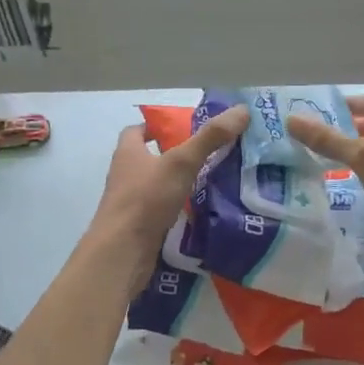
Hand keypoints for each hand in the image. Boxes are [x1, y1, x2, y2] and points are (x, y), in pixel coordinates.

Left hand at [90, 106, 249, 276]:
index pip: (136, 131)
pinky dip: (179, 209)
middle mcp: (125, 175)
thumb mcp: (181, 162)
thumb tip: (242, 110)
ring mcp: (130, 204)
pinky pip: (161, 212)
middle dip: (175, 155)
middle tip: (210, 154)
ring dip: (179, 183)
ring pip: (157, 186)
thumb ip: (210, 137)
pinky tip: (202, 212)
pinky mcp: (139, 228)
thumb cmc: (146, 199)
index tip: (185, 128)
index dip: (157, 126)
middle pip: (149, 158)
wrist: (122, 254)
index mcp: (128, 153)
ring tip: (214, 181)